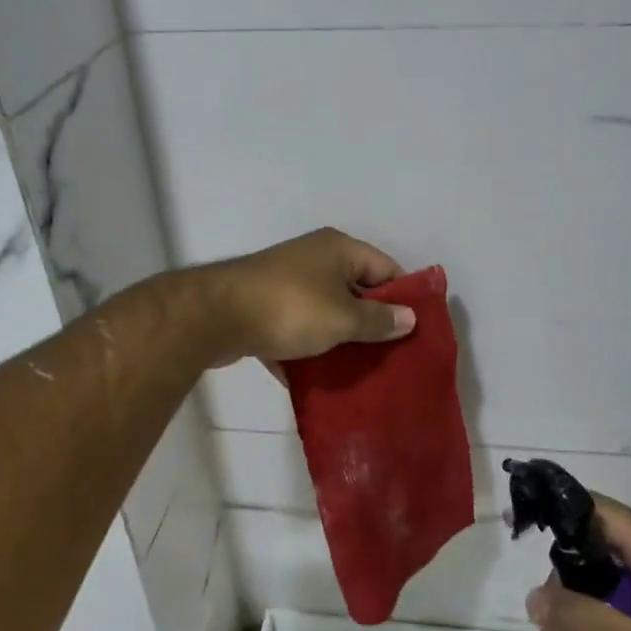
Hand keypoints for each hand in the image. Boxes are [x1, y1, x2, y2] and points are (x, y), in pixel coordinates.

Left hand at [197, 228, 415, 366]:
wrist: (215, 317)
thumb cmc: (290, 308)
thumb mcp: (343, 318)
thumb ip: (378, 321)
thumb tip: (410, 318)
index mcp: (338, 249)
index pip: (386, 268)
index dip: (403, 298)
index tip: (415, 332)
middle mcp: (313, 259)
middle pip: (355, 292)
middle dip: (371, 325)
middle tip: (391, 358)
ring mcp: (286, 283)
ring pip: (324, 314)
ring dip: (338, 341)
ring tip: (360, 374)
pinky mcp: (263, 309)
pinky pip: (296, 330)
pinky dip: (307, 351)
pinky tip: (319, 381)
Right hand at [526, 496, 630, 630]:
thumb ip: (581, 621)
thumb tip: (534, 598)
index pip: (593, 508)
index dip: (556, 515)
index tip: (522, 536)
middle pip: (592, 552)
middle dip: (562, 589)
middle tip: (547, 630)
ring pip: (603, 588)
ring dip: (577, 620)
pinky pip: (621, 615)